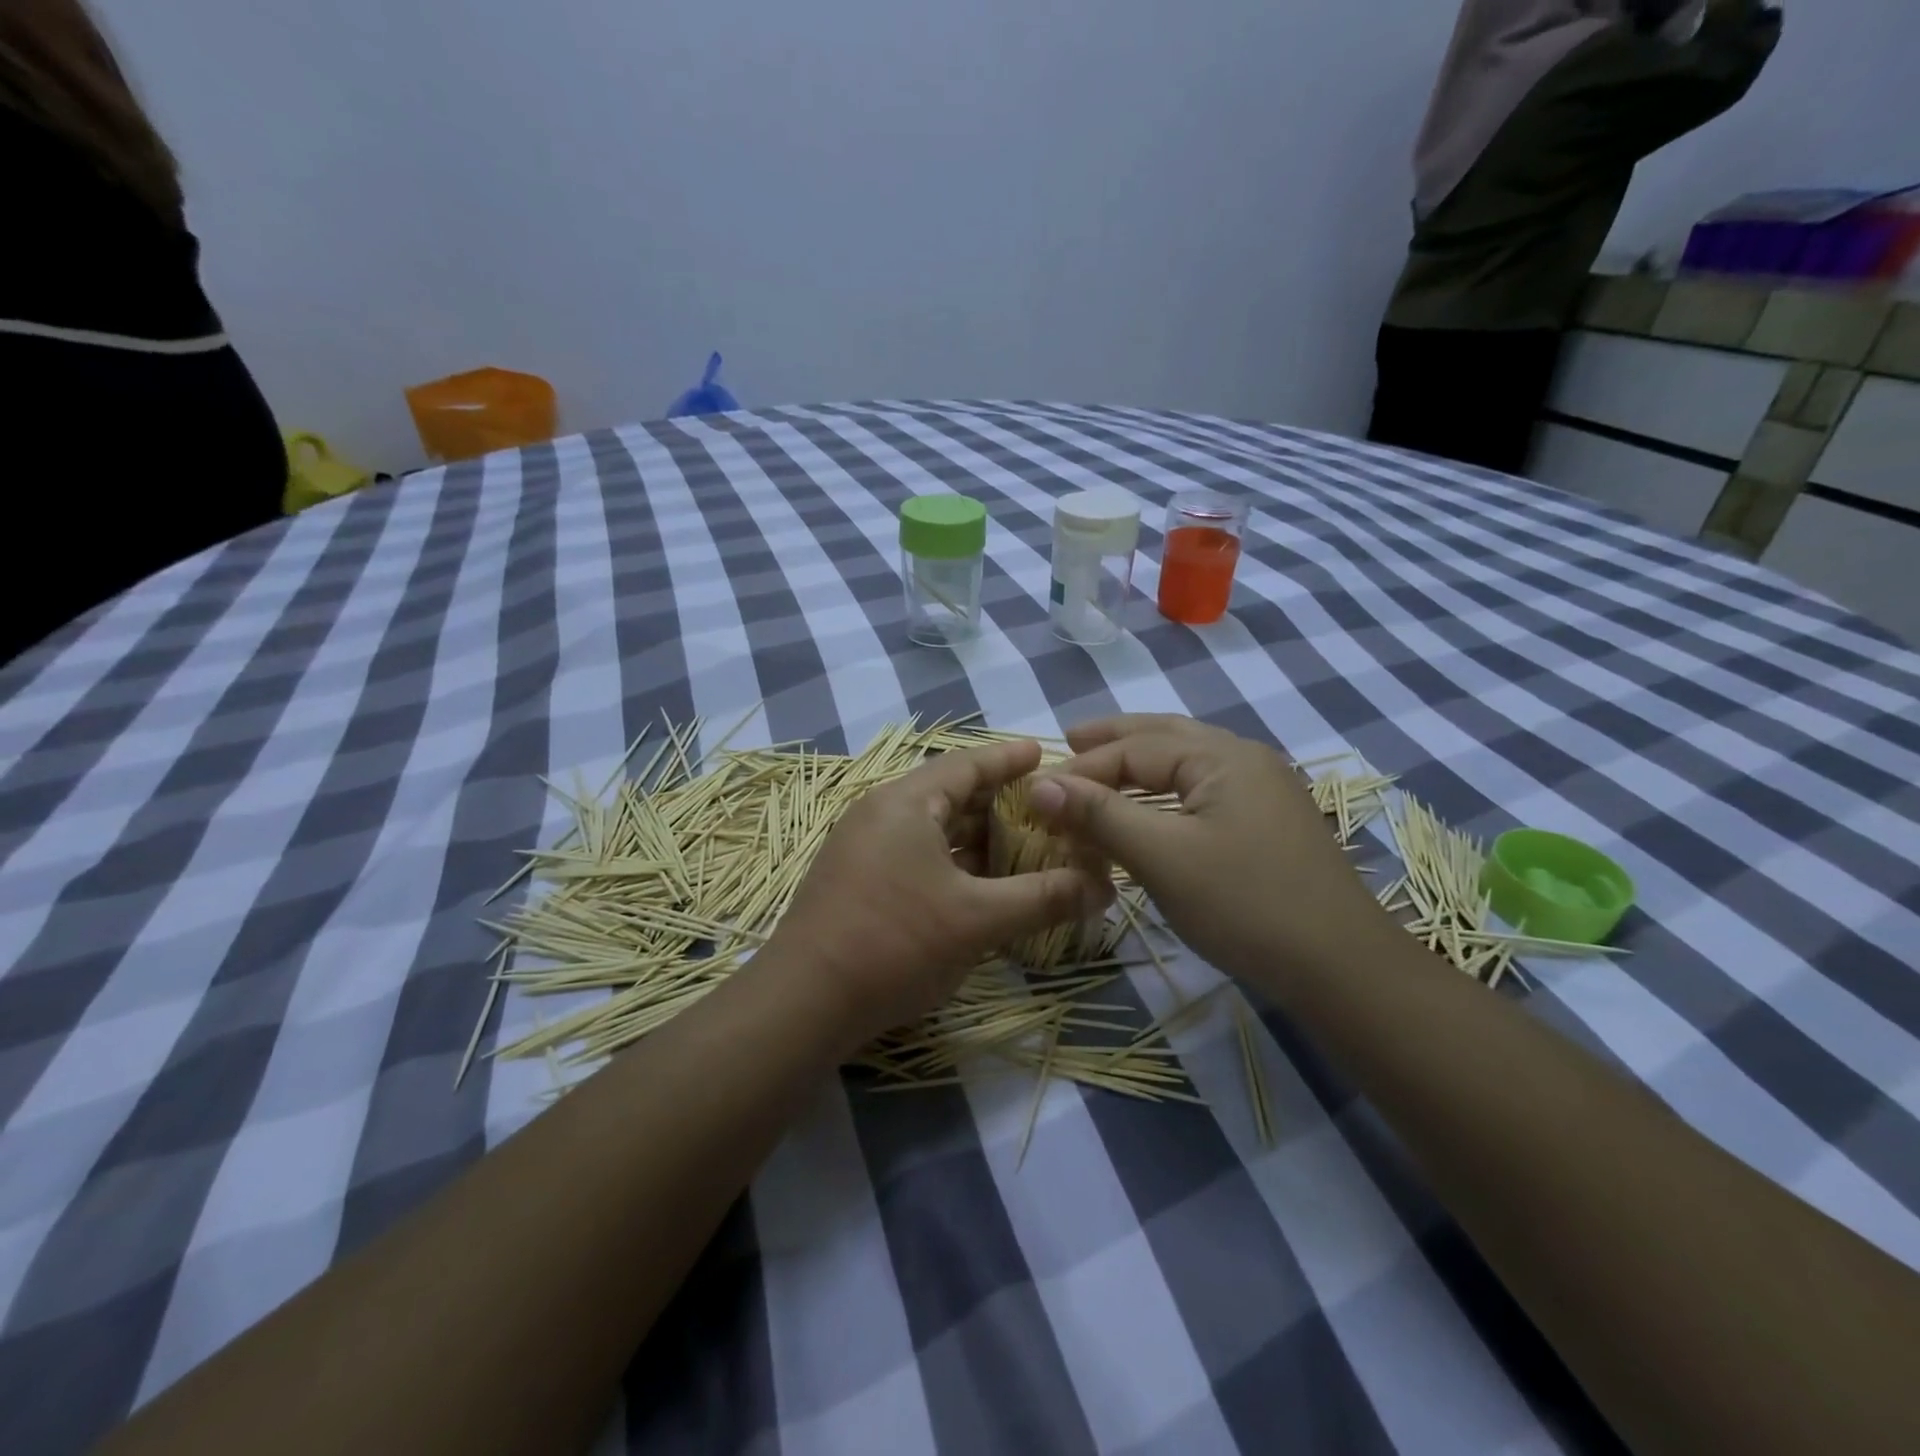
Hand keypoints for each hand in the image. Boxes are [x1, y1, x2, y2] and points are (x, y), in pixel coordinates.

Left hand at [768, 740, 1111, 1048]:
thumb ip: (1043, 898)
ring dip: (975, 836)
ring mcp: (863, 848)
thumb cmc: (895, 942)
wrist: (804, 1001)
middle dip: (998, 802)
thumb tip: (1103, 889)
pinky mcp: (857, 881)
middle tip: (1045, 809)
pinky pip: (916, 855)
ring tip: (1022, 846)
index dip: (1008, 759)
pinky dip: (952, 862)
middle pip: (949, 795)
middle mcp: (880, 814)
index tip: (1043, 753)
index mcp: (904, 803)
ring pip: (932, 830)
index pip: (967, 765)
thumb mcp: (978, 919)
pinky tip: (979, 885)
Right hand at [1026, 715, 1390, 983]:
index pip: (1134, 749)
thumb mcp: (1163, 856)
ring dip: (1140, 765)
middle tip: (1070, 739)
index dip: (1082, 768)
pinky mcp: (1268, 824)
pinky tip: (1151, 809)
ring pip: (1186, 764)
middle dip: (1114, 739)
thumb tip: (1039, 784)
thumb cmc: (1245, 904)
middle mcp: (1245, 759)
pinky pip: (1203, 792)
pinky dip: (1165, 793)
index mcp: (1222, 756)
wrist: (1342, 968)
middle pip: (1165, 736)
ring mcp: (1263, 791)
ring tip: (1101, 769)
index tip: (1038, 792)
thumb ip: (1100, 814)